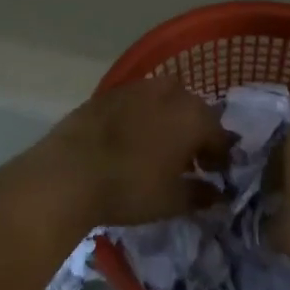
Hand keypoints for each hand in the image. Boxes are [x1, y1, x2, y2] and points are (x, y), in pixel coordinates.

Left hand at [33, 76, 229, 231]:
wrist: (69, 172)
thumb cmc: (130, 188)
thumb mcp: (172, 201)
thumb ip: (201, 195)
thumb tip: (218, 194)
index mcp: (194, 117)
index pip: (220, 136)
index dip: (221, 156)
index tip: (216, 174)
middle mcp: (172, 93)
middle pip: (195, 112)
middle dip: (197, 134)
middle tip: (189, 161)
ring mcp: (138, 88)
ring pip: (166, 101)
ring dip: (170, 120)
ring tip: (159, 147)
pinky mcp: (109, 92)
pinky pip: (138, 102)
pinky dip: (142, 116)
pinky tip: (131, 138)